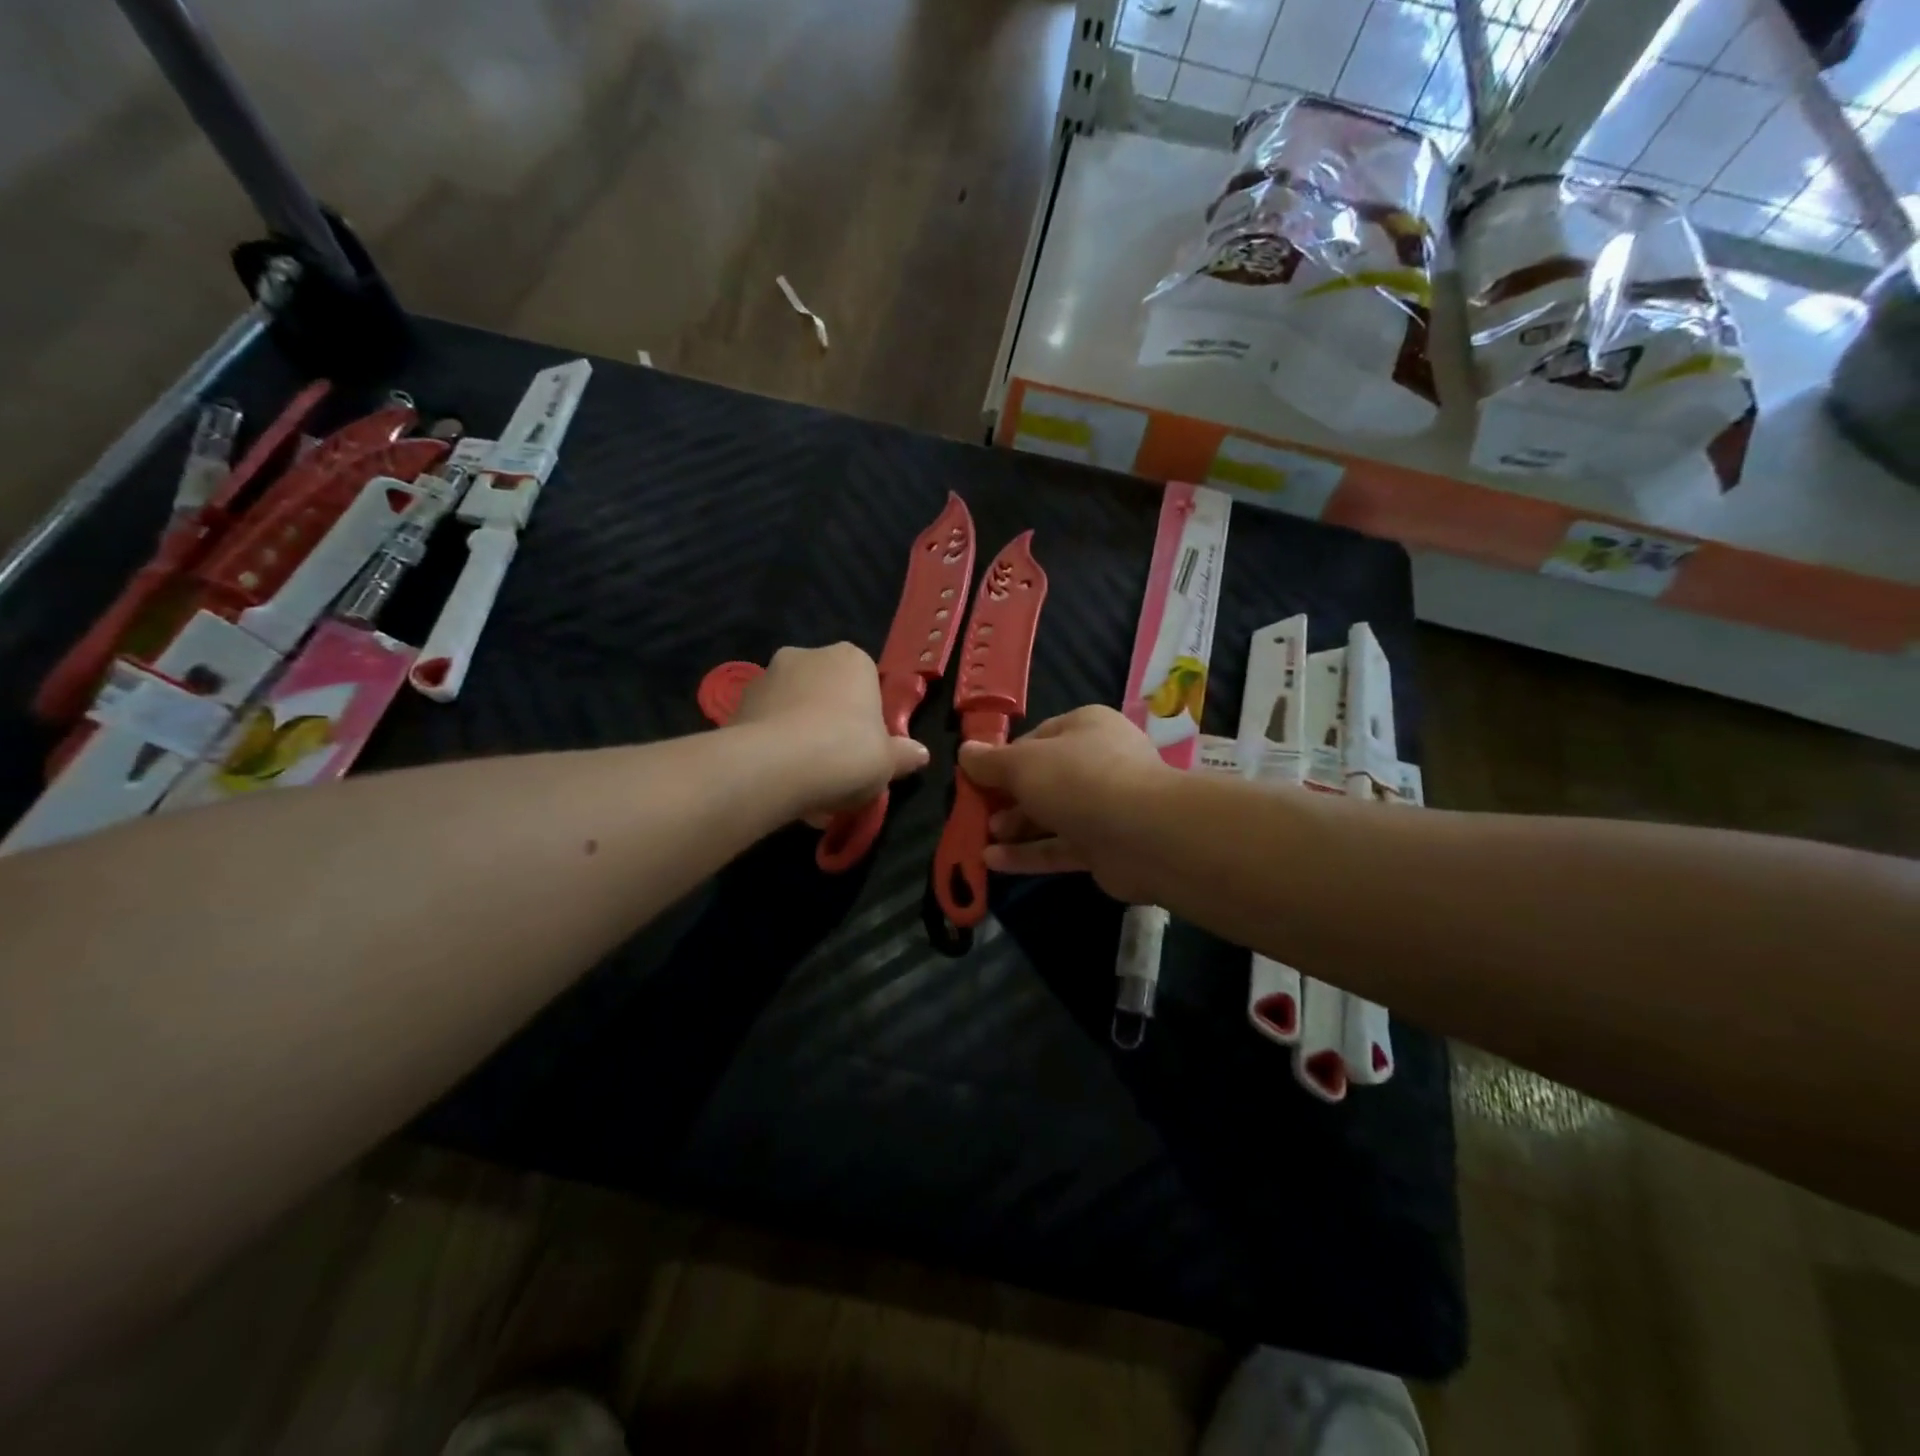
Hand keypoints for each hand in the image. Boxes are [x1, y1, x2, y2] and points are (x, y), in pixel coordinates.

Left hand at [732, 643, 930, 818]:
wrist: (774, 767)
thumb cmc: (846, 753)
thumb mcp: (888, 762)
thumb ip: (904, 755)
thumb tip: (920, 754)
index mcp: (851, 659)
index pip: (866, 682)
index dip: (867, 717)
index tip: (867, 748)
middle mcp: (808, 655)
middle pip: (826, 690)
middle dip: (830, 722)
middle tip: (836, 765)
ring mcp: (767, 676)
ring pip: (792, 707)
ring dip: (799, 733)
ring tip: (804, 779)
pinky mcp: (737, 702)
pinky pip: (765, 724)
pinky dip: (773, 745)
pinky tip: (779, 779)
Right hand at [957, 705, 1171, 903]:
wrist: (1144, 834)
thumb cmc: (1078, 780)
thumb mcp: (1023, 764)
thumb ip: (990, 761)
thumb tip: (965, 752)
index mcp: (1085, 727)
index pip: (1036, 739)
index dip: (1004, 758)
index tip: (976, 778)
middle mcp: (1098, 762)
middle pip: (1043, 779)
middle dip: (1007, 798)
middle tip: (978, 813)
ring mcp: (1105, 806)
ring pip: (1051, 815)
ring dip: (1015, 827)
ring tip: (982, 838)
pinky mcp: (1105, 846)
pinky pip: (1060, 847)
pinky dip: (1028, 854)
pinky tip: (993, 863)